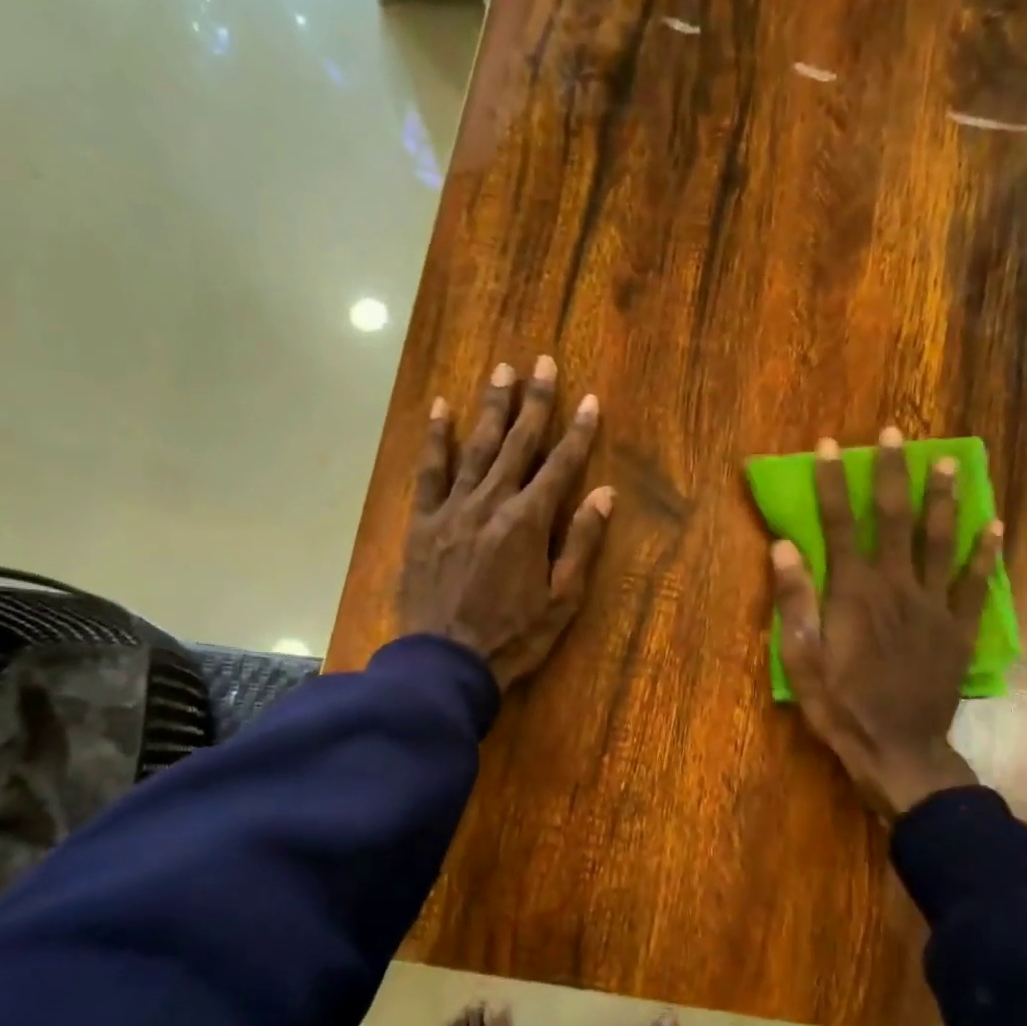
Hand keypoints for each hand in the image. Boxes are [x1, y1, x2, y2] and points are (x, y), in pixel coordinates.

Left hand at [400, 356, 614, 690]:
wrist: (446, 662)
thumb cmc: (513, 637)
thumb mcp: (561, 600)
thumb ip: (580, 544)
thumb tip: (604, 495)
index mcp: (528, 523)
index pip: (560, 467)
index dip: (577, 432)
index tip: (589, 399)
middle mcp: (491, 503)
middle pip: (517, 444)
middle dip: (534, 402)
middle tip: (543, 362)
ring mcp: (452, 509)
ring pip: (475, 448)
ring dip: (491, 407)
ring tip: (501, 371)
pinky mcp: (422, 522)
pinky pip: (429, 472)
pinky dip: (435, 439)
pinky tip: (441, 408)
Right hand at [769, 428, 1002, 818]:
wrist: (897, 749)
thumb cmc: (840, 705)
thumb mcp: (801, 659)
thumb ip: (795, 600)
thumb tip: (784, 546)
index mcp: (854, 591)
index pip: (841, 523)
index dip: (834, 482)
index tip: (829, 446)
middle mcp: (897, 585)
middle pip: (897, 517)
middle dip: (893, 472)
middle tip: (896, 433)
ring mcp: (934, 605)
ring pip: (941, 540)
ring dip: (944, 498)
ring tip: (949, 462)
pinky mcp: (958, 628)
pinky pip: (975, 583)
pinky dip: (985, 554)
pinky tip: (994, 526)